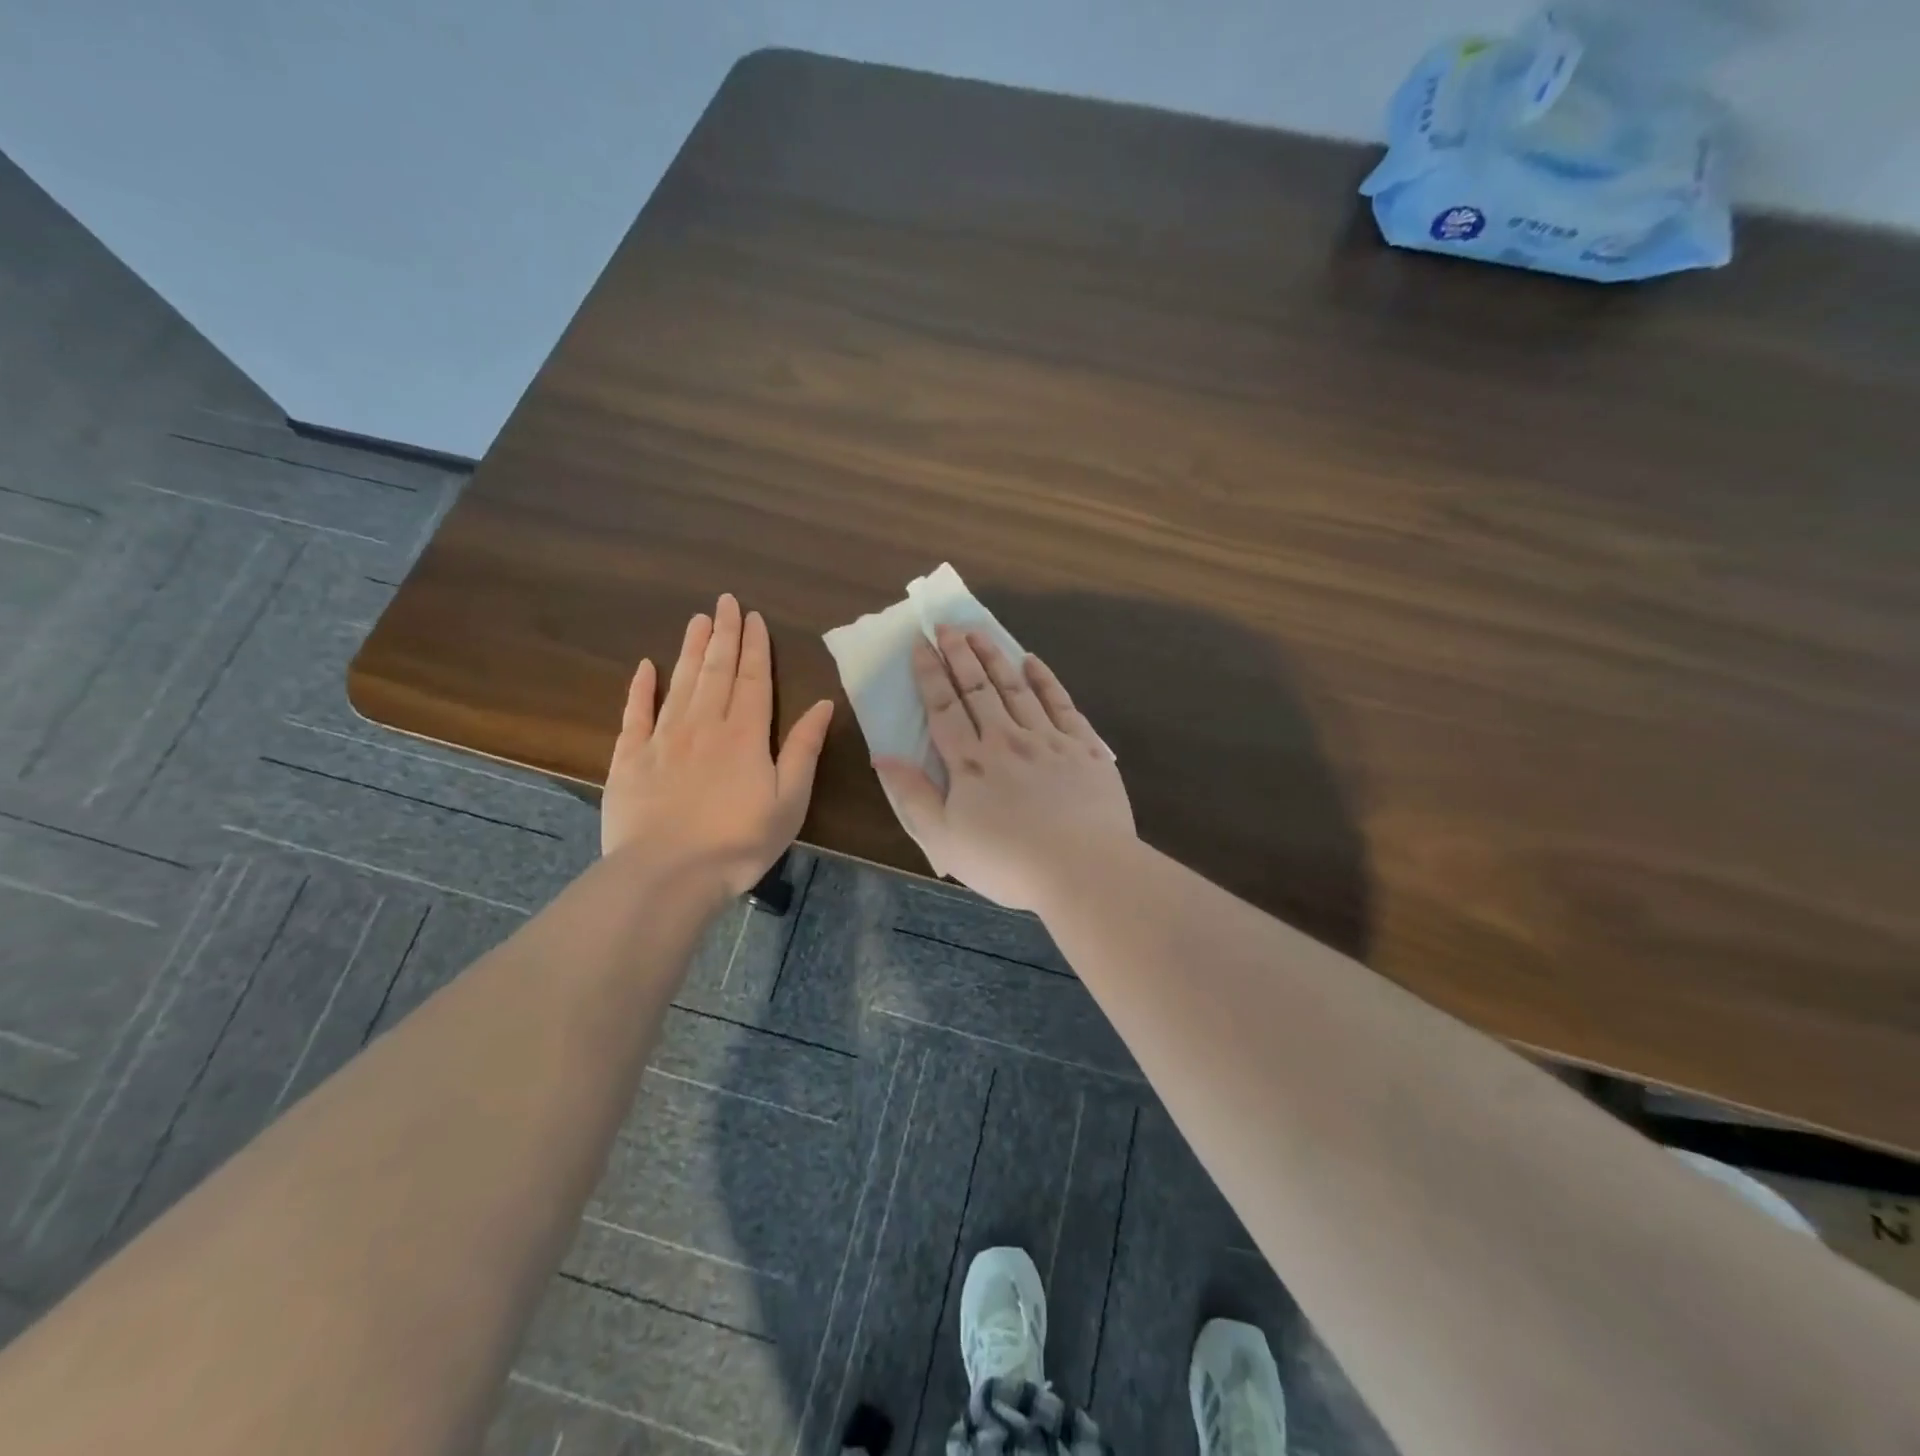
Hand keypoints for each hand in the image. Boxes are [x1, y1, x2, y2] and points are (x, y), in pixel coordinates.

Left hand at [602, 593, 833, 896]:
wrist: (668, 874)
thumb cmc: (739, 842)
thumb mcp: (789, 800)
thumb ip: (803, 749)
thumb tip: (823, 704)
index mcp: (744, 734)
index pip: (751, 678)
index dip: (754, 646)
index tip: (753, 617)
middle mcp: (703, 724)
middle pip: (715, 670)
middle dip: (723, 634)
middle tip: (724, 601)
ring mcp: (662, 739)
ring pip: (679, 682)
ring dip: (690, 650)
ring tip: (697, 620)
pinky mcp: (629, 758)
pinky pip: (635, 714)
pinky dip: (640, 688)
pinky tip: (645, 667)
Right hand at [873, 626, 1134, 910]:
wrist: (1082, 869)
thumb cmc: (1007, 862)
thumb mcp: (944, 840)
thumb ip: (912, 796)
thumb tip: (882, 757)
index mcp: (970, 763)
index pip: (944, 709)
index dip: (930, 675)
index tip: (920, 644)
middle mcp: (1006, 740)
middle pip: (978, 689)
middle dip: (959, 655)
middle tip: (946, 625)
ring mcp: (1048, 740)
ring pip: (1016, 688)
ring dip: (995, 657)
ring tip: (979, 632)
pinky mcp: (1084, 747)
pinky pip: (1061, 703)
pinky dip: (1045, 680)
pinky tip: (1033, 661)